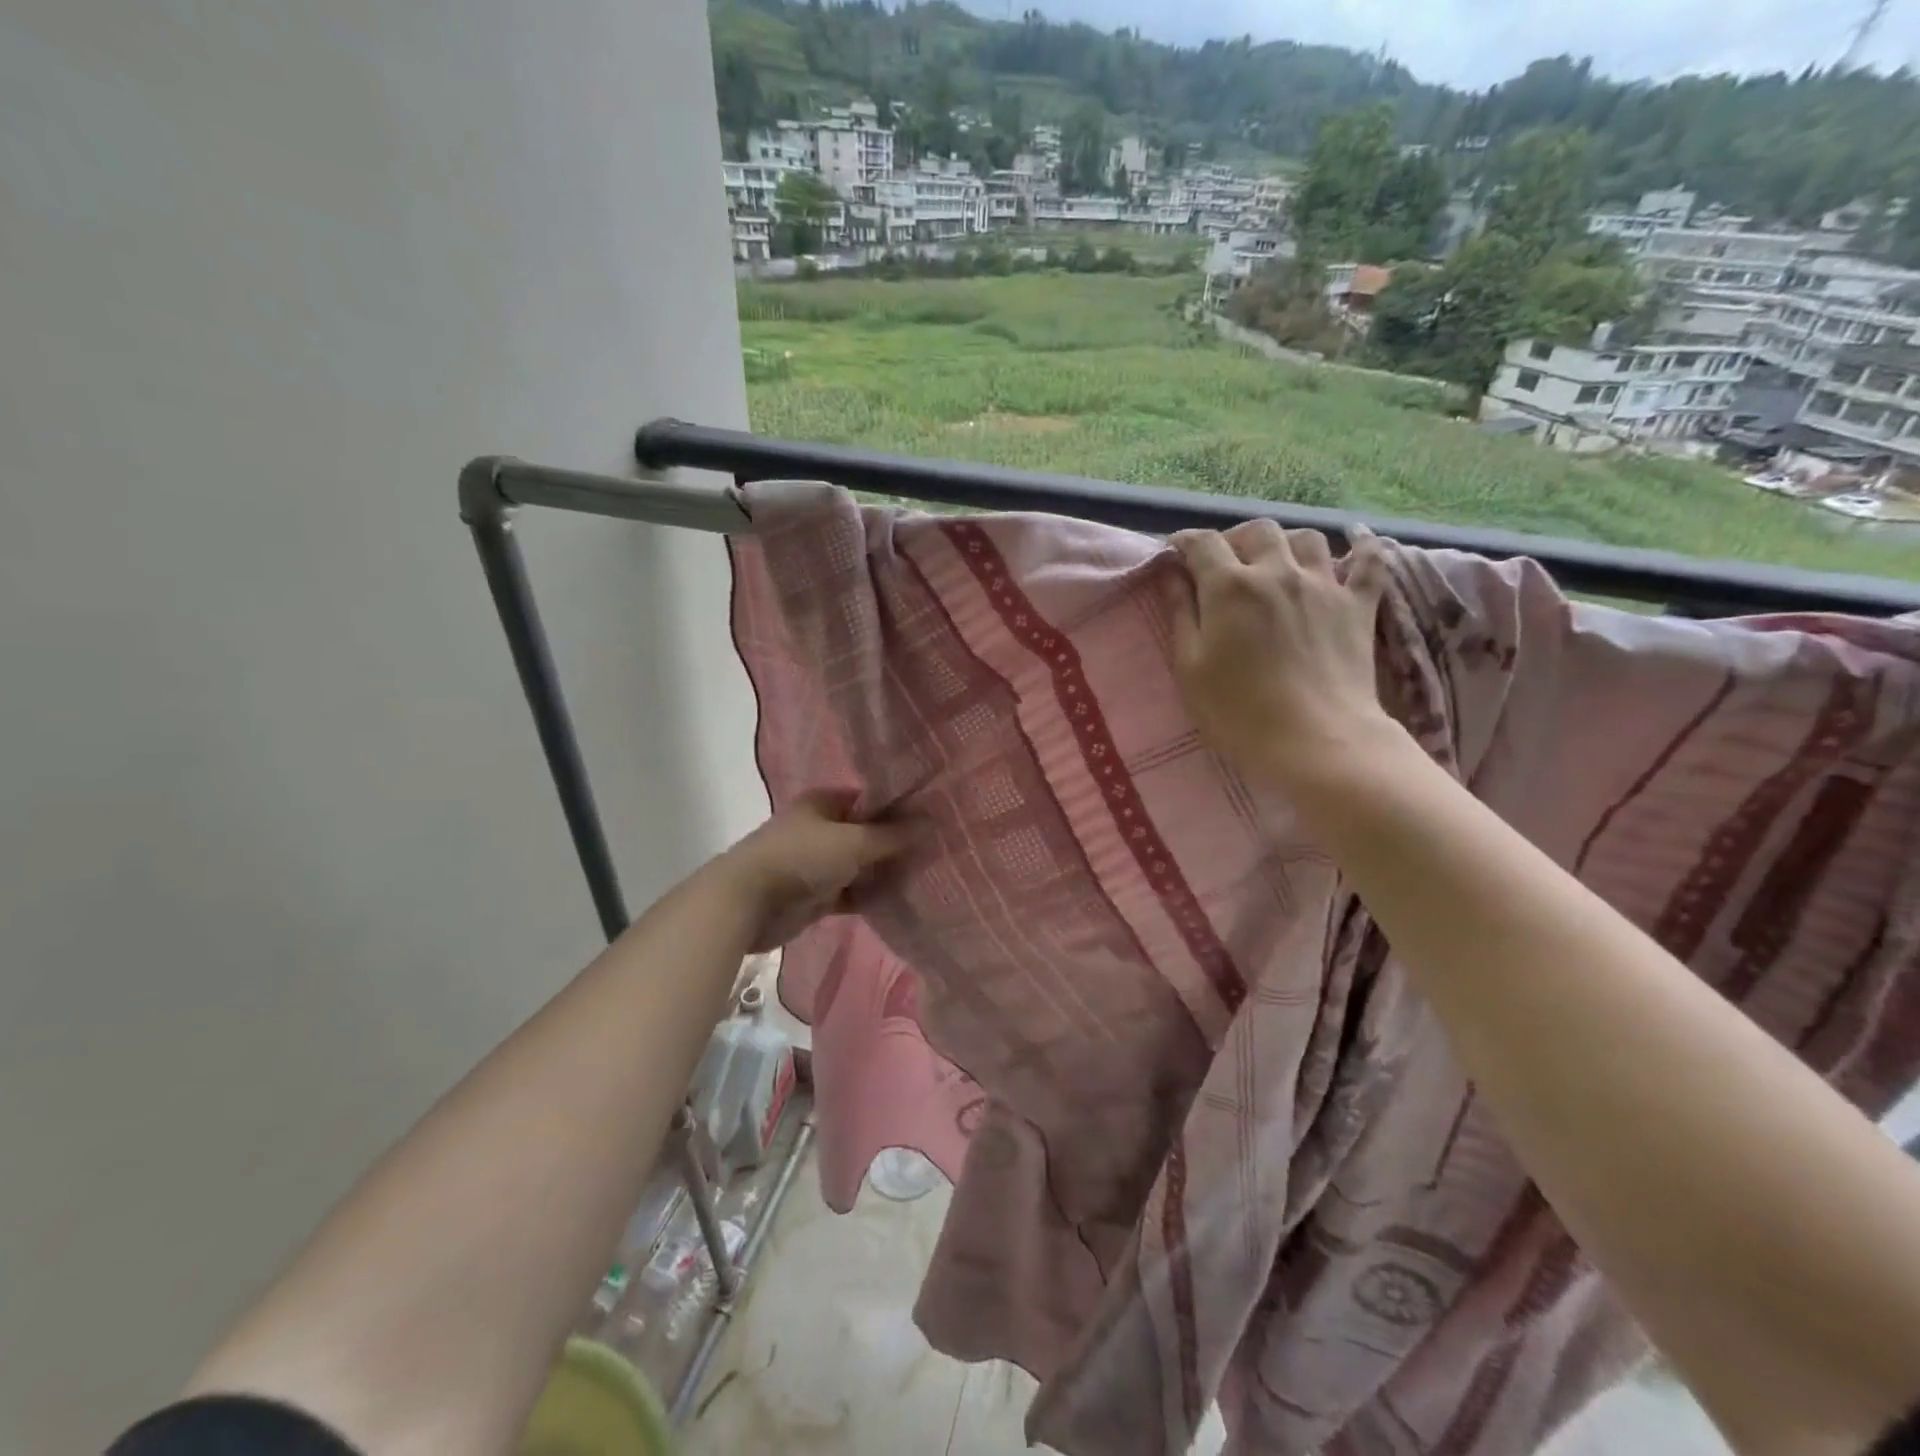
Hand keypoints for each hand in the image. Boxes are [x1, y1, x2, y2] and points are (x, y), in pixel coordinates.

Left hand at [718, 794, 912, 951]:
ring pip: (861, 865)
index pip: (869, 799)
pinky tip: (902, 899)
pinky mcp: (816, 895)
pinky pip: (852, 892)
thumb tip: (930, 822)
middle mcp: (820, 828)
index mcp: (824, 803)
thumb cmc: (802, 857)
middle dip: (896, 842)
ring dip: (885, 872)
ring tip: (927, 874)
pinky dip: (871, 896)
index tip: (931, 816)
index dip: (898, 806)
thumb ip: (892, 835)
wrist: (748, 902)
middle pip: (866, 833)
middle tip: (936, 848)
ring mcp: (817, 863)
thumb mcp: (853, 842)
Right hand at [1166, 520, 1399, 790]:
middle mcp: (1277, 571)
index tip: (1175, 553)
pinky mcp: (1359, 605)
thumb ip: (1181, 613)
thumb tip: (1171, 574)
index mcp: (1230, 587)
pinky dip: (1361, 547)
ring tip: (1276, 564)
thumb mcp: (1190, 667)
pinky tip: (1355, 543)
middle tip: (1224, 564)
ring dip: (1286, 543)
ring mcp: (1324, 585)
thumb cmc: (1237, 712)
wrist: (1314, 741)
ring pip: (1307, 538)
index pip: (1203, 544)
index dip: (1185, 543)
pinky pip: (1369, 560)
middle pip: (1257, 531)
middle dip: (1235, 539)